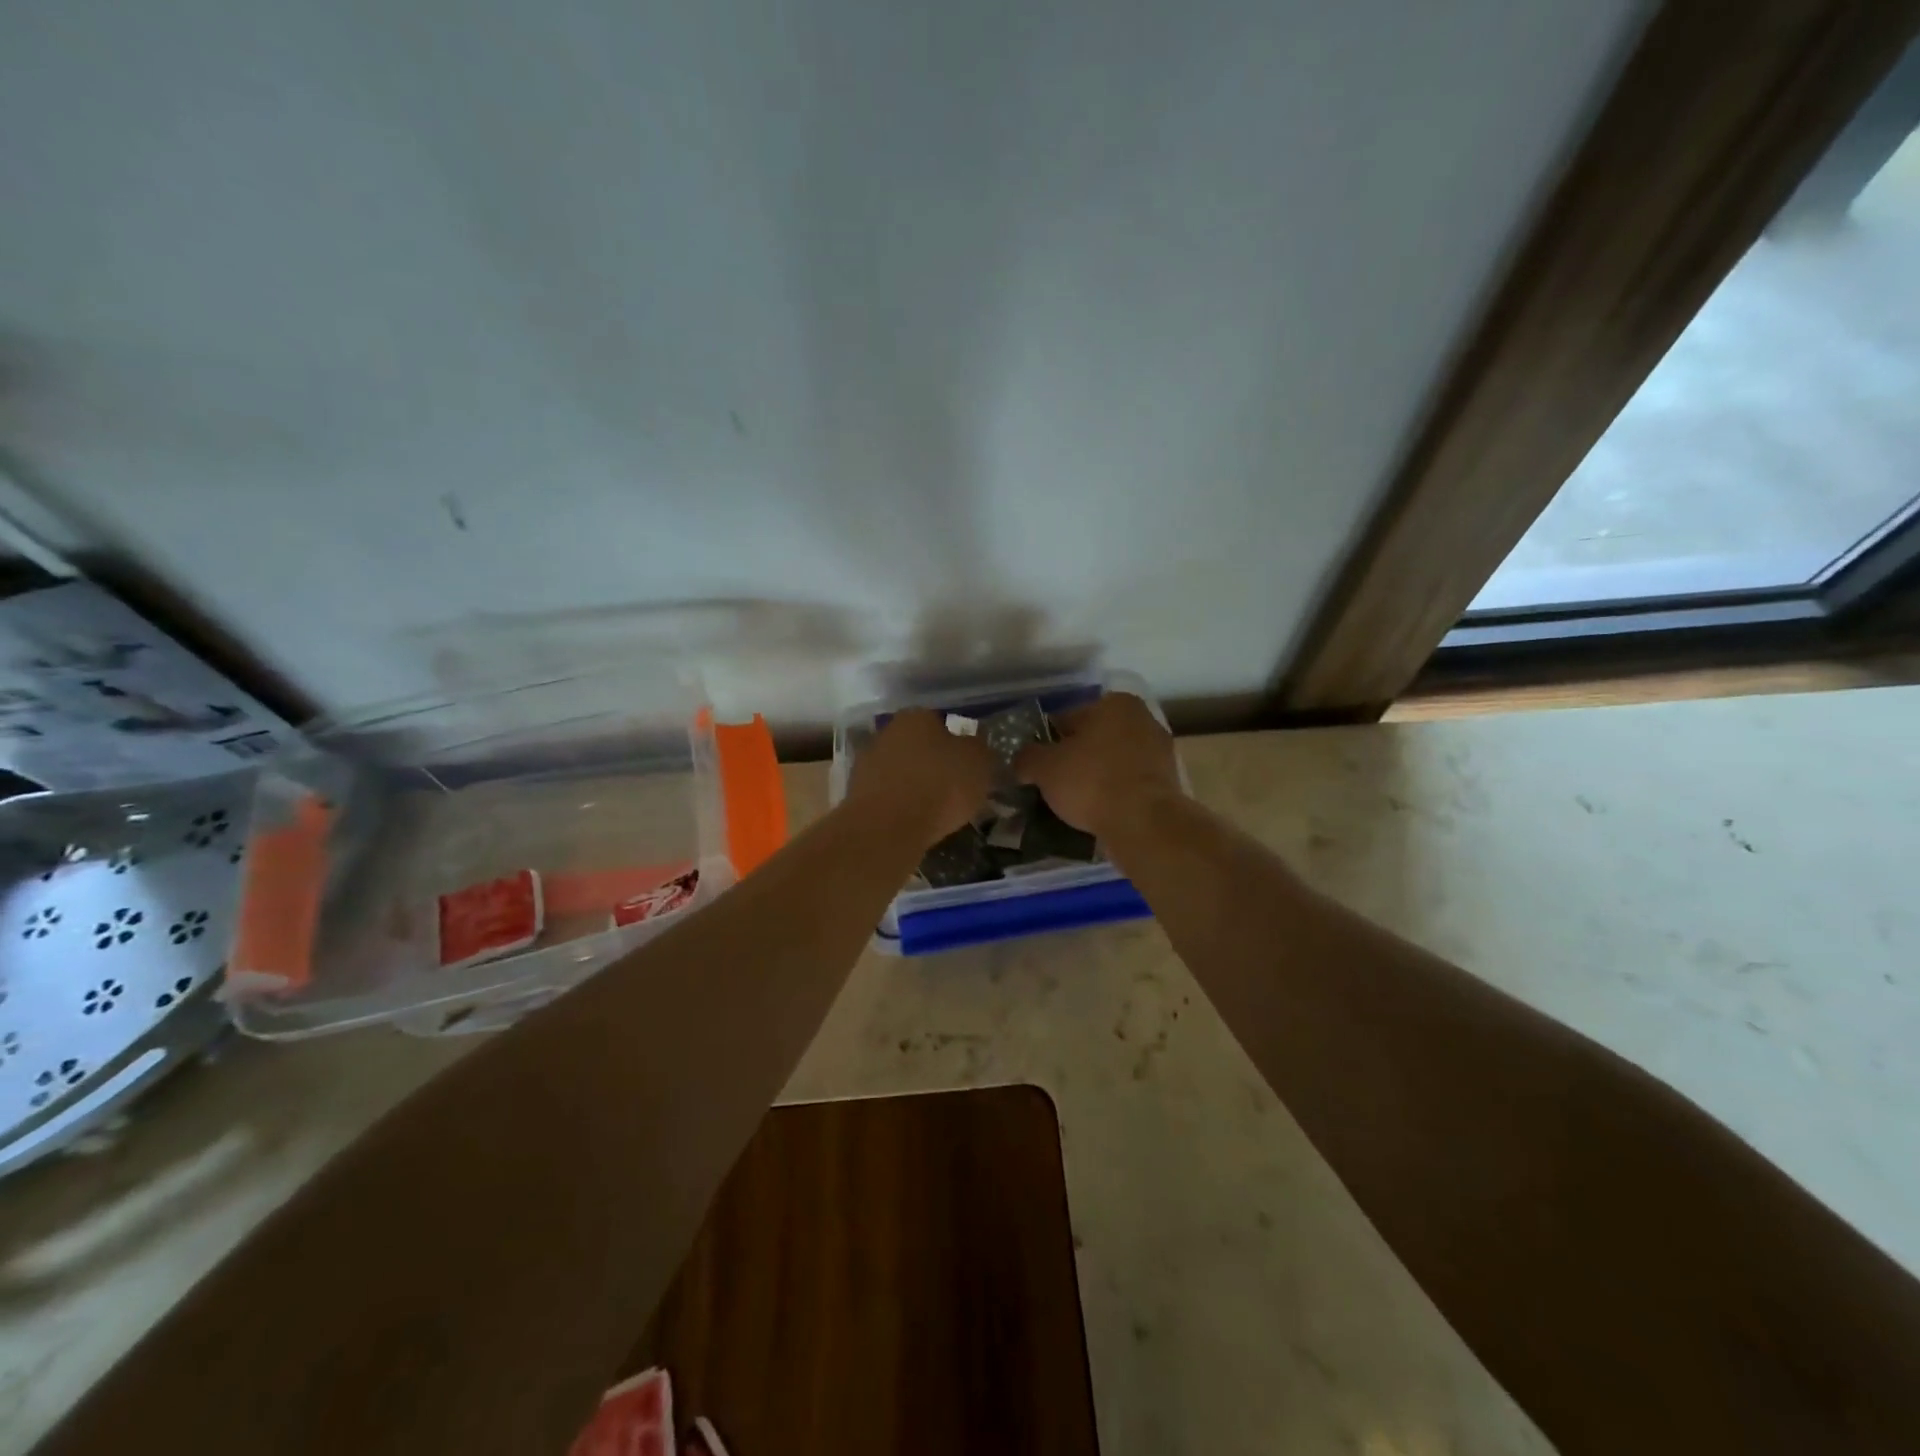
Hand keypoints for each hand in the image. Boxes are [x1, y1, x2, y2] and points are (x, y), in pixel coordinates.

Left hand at [846, 708, 995, 847]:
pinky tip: (913, 822)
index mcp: (917, 716)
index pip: (940, 722)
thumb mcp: (979, 763)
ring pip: (899, 770)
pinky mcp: (855, 793)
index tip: (967, 765)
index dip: (956, 743)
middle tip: (952, 787)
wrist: (888, 826)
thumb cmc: (940, 785)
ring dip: (913, 784)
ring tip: (934, 810)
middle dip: (932, 762)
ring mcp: (867, 763)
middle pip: (916, 745)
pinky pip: (887, 795)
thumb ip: (979, 749)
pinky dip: (899, 805)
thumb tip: (974, 745)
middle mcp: (887, 732)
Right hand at [1014, 692, 1179, 837]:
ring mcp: (1160, 751)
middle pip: (1094, 738)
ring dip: (1095, 776)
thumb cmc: (1091, 782)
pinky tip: (1098, 811)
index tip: (1037, 764)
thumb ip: (1026, 757)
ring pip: (1113, 761)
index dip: (1047, 741)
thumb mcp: (1044, 768)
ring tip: (1074, 801)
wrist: (1144, 823)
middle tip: (1053, 783)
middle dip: (1074, 757)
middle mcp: (1142, 719)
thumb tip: (1020, 760)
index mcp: (1114, 704)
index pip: (1068, 718)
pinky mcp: (1167, 782)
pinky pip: (1129, 783)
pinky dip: (1114, 792)